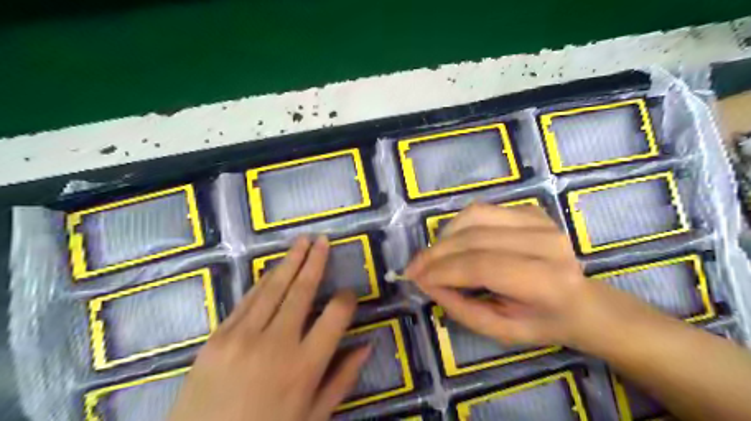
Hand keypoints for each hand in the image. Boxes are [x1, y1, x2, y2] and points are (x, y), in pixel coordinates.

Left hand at [168, 235, 370, 420]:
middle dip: (315, 262)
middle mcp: (276, 344)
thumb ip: (343, 378)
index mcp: (305, 366)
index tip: (349, 293)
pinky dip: (263, 282)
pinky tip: (273, 269)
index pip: (335, 316)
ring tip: (302, 241)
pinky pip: (246, 301)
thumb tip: (367, 344)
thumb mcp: (313, 416)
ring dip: (290, 262)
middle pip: (302, 291)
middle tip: (323, 240)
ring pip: (273, 288)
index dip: (347, 299)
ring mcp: (242, 337)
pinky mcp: (217, 337)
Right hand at [406, 202, 632, 350]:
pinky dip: (459, 225)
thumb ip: (460, 307)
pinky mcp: (530, 210)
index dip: (443, 270)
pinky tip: (454, 243)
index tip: (416, 278)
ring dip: (444, 236)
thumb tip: (426, 281)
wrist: (582, 302)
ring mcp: (540, 221)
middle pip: (474, 238)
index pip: (482, 266)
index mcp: (546, 281)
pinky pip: (481, 210)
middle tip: (414, 268)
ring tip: (433, 256)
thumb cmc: (541, 322)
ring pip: (474, 216)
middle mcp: (546, 243)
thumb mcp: (500, 331)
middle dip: (436, 253)